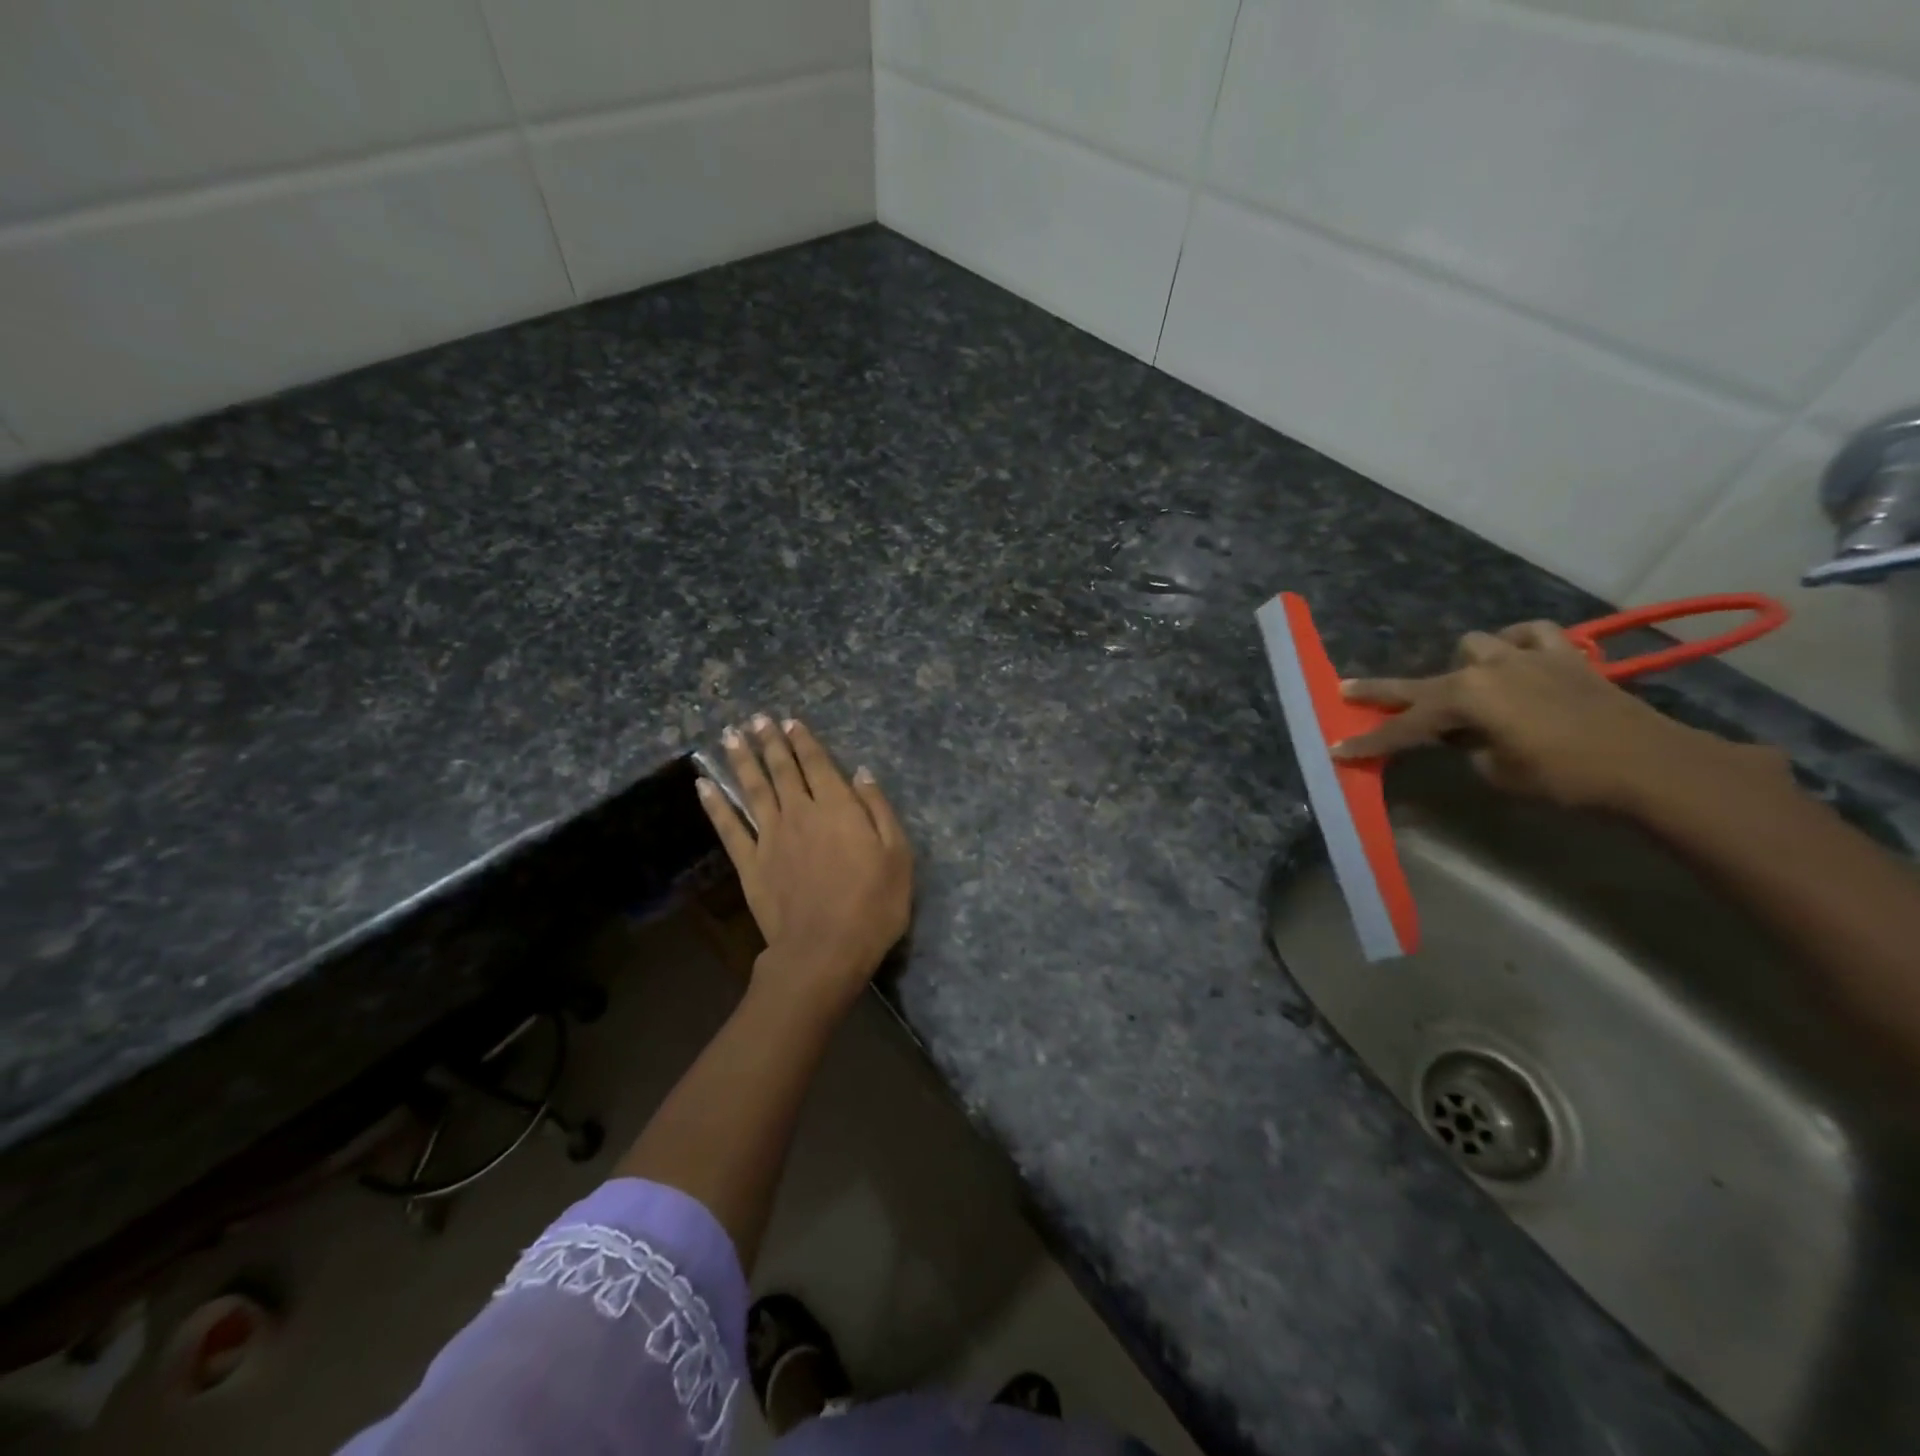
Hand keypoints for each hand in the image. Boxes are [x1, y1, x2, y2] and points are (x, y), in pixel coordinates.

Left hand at [697, 715, 912, 1017]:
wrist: (824, 950)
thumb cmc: (872, 905)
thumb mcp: (897, 855)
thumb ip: (878, 810)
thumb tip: (861, 773)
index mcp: (837, 808)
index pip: (818, 765)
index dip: (804, 742)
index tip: (790, 722)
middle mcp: (800, 813)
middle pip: (782, 770)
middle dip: (770, 742)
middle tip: (757, 719)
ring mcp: (770, 837)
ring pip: (753, 789)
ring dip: (742, 760)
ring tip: (730, 736)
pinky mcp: (750, 864)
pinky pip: (729, 827)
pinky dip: (714, 805)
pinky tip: (703, 785)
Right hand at [1330, 621, 1786, 812]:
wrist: (1652, 766)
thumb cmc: (1566, 776)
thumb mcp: (1499, 772)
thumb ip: (1469, 748)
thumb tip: (1466, 737)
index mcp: (1465, 700)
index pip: (1404, 726)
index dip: (1371, 742)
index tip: (1338, 749)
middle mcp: (1487, 670)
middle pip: (1422, 681)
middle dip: (1383, 691)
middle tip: (1346, 690)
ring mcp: (1526, 657)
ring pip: (1475, 645)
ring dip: (1463, 665)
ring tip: (1466, 686)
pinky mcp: (1564, 657)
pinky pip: (1531, 635)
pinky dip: (1518, 643)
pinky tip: (1516, 657)